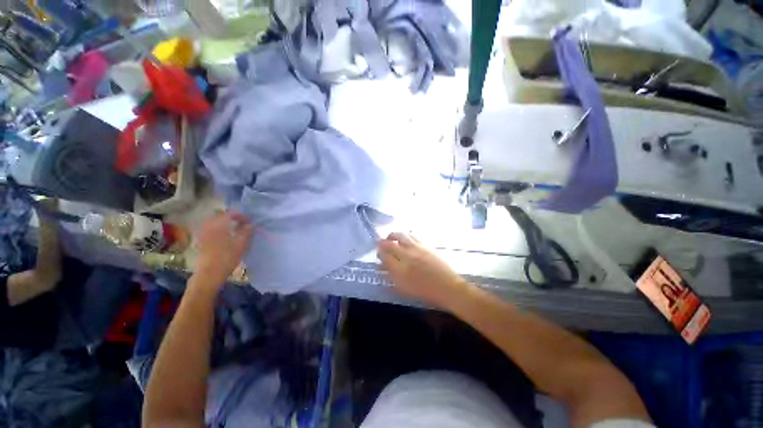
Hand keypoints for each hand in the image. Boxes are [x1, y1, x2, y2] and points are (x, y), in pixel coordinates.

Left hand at [195, 211, 252, 286]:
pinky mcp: (201, 241)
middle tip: (241, 223)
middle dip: (231, 217)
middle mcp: (209, 226)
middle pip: (219, 216)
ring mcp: (203, 233)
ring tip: (234, 229)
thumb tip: (250, 225)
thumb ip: (246, 232)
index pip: (230, 213)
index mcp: (219, 225)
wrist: (209, 274)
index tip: (249, 221)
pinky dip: (218, 229)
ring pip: (213, 222)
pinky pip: (210, 229)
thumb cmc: (227, 258)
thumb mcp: (241, 244)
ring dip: (224, 223)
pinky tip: (225, 236)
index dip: (241, 215)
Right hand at [377, 232, 471, 309]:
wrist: (447, 287)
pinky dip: (406, 235)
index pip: (384, 256)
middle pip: (390, 244)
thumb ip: (392, 276)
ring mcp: (416, 248)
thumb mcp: (404, 289)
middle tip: (381, 242)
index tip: (378, 253)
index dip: (379, 253)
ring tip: (391, 237)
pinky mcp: (425, 245)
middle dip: (382, 242)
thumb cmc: (425, 292)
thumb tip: (383, 267)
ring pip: (401, 235)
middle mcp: (406, 256)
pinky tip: (406, 238)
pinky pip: (413, 236)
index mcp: (399, 270)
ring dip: (394, 235)